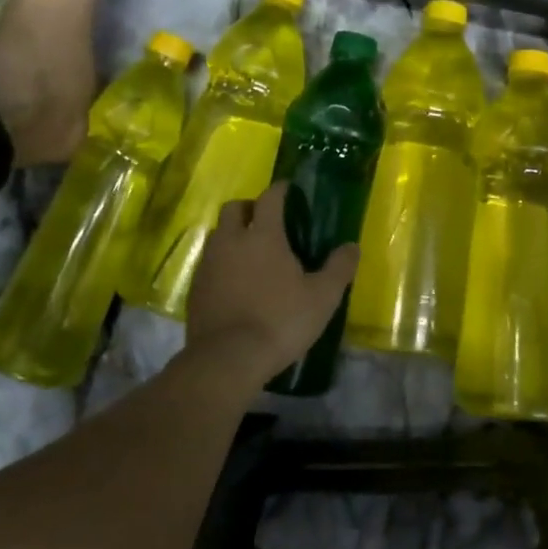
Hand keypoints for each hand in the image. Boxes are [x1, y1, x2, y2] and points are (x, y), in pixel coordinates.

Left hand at [185, 182, 359, 383]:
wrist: (227, 359)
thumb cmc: (280, 321)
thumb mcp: (322, 297)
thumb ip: (339, 268)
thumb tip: (352, 246)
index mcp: (263, 236)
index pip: (270, 198)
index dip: (280, 190)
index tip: (288, 190)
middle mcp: (231, 241)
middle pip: (234, 208)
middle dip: (250, 208)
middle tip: (267, 221)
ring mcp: (209, 263)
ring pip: (218, 234)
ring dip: (233, 234)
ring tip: (250, 252)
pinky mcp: (195, 287)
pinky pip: (209, 262)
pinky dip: (222, 262)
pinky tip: (234, 282)